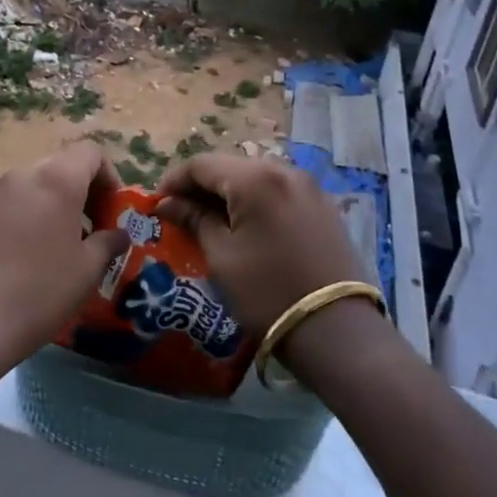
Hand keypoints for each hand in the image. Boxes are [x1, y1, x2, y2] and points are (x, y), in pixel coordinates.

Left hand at [0, 144, 129, 379]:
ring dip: (59, 205)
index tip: (115, 211)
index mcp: (57, 180)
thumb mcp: (87, 270)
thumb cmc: (41, 291)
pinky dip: (34, 216)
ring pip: (38, 186)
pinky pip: (17, 204)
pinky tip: (35, 256)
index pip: (91, 154)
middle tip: (96, 230)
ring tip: (67, 246)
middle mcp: (24, 176)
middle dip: (85, 192)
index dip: (110, 176)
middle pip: (64, 167)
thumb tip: (118, 234)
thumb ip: (108, 243)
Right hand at [157, 154, 375, 337]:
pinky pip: (278, 191)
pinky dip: (255, 201)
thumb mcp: (222, 257)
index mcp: (255, 179)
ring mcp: (309, 187)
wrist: (338, 332)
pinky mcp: (324, 206)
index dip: (174, 180)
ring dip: (228, 193)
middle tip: (180, 212)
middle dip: (201, 186)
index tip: (157, 203)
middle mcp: (284, 171)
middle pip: (230, 166)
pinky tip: (245, 225)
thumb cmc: (268, 293)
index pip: (202, 164)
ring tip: (210, 220)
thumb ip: (194, 220)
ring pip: (255, 177)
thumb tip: (168, 203)